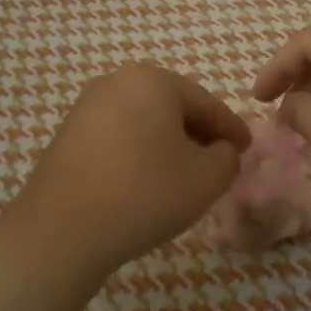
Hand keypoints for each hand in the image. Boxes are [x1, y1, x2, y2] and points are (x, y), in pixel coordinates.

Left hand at [3, 64, 251, 275]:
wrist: (62, 229)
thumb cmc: (144, 194)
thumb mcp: (206, 179)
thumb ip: (228, 158)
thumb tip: (221, 150)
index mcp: (153, 80)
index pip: (206, 102)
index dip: (231, 128)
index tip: (248, 149)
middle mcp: (117, 81)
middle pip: (172, 106)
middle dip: (198, 133)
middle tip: (218, 161)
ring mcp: (87, 106)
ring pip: (144, 120)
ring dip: (168, 143)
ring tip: (183, 175)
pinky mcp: (68, 133)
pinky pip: (118, 135)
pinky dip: (139, 151)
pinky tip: (145, 181)